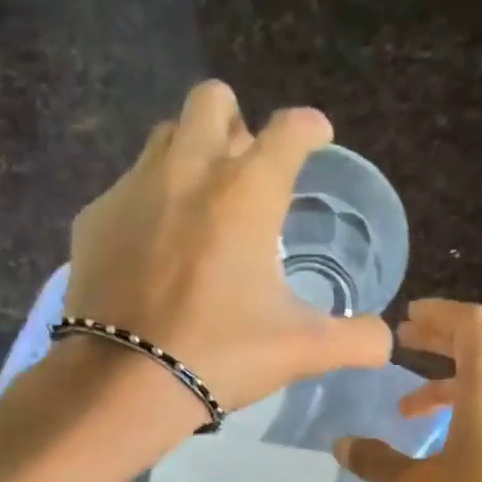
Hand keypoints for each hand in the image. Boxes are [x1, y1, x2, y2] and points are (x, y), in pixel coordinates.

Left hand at [64, 81, 393, 422]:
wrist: (126, 381)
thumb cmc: (223, 354)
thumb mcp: (303, 351)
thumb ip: (356, 340)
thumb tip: (386, 342)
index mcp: (248, 192)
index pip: (289, 129)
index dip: (310, 128)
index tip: (316, 138)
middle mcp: (190, 168)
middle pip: (213, 100)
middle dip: (236, 124)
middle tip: (246, 174)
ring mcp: (134, 188)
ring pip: (166, 136)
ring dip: (190, 155)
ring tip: (200, 208)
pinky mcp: (95, 217)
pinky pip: (127, 188)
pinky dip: (148, 206)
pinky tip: (153, 252)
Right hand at [334, 300, 481, 481]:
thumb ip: (378, 462)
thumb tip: (342, 445)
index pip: (470, 324)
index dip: (438, 313)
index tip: (408, 318)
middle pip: (481, 348)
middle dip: (440, 343)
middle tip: (404, 346)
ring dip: (451, 384)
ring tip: (410, 410)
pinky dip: (472, 407)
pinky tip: (448, 443)